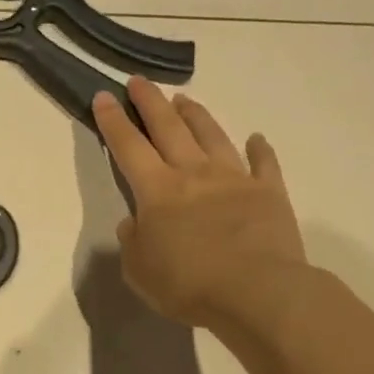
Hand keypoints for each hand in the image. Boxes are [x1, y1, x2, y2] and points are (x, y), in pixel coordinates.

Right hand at [94, 78, 308, 330]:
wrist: (257, 292)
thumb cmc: (188, 284)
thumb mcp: (139, 271)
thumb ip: (132, 241)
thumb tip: (135, 222)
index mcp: (157, 191)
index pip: (128, 146)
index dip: (114, 120)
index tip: (105, 95)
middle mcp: (193, 174)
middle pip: (168, 128)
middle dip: (150, 102)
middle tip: (139, 81)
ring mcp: (234, 179)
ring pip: (211, 135)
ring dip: (195, 115)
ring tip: (184, 99)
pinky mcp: (269, 193)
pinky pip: (264, 164)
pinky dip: (260, 149)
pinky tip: (256, 138)